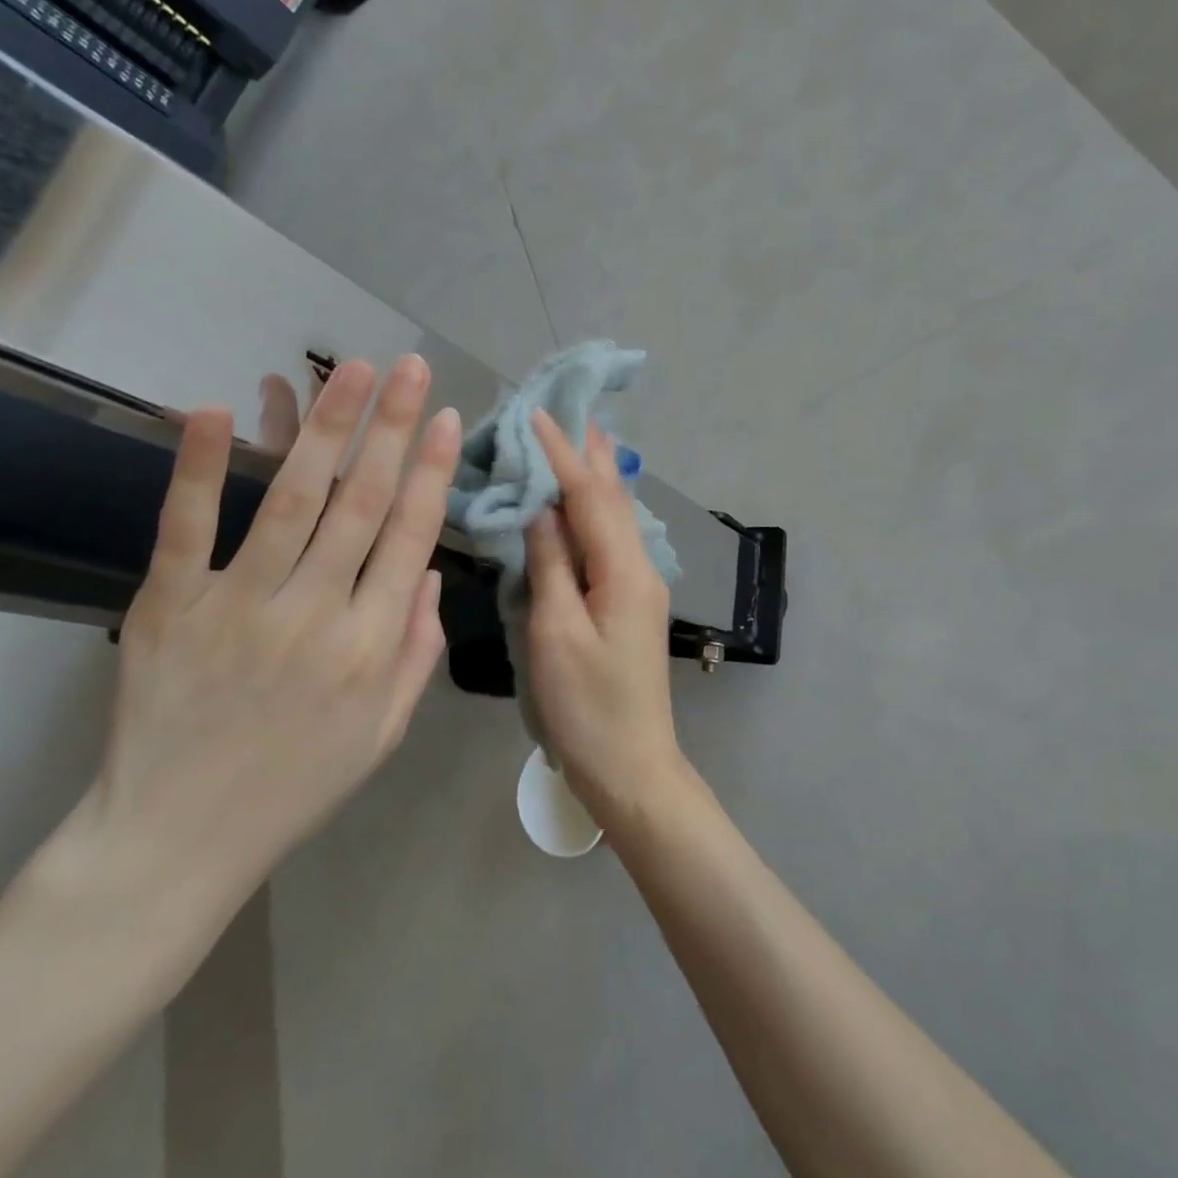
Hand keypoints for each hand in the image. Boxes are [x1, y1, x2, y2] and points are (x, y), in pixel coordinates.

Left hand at [48, 355, 460, 985]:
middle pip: (363, 502)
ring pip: (293, 500)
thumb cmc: (296, 786)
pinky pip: (187, 529)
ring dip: (326, 428)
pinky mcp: (170, 608)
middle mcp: (316, 615)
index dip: (434, 471)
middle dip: (394, 427)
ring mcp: (239, 607)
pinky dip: (200, 468)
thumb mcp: (383, 733)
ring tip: (353, 371)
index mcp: (371, 646)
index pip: (412, 536)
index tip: (448, 419)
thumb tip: (431, 573)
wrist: (177, 841)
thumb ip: (416, 651)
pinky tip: (216, 409)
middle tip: (413, 367)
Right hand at [524, 411, 685, 825]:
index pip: (589, 497)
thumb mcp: (556, 634)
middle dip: (593, 454)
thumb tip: (541, 510)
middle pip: (614, 499)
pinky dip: (598, 511)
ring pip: (618, 518)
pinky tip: (590, 504)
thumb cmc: (587, 706)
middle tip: (576, 410)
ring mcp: (640, 587)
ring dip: (599, 477)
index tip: (537, 414)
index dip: (562, 454)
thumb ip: (550, 566)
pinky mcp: (631, 605)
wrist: (632, 767)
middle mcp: (640, 569)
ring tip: (586, 440)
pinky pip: (614, 541)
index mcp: (623, 572)